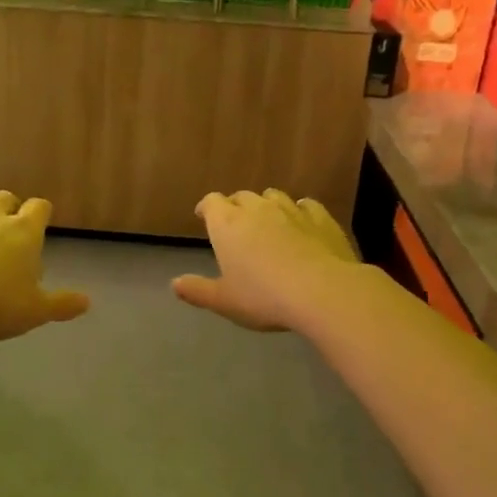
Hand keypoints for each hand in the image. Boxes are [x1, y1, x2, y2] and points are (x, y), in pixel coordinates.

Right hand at [173, 189, 360, 332]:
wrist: (321, 291)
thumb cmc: (263, 297)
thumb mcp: (224, 301)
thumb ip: (198, 290)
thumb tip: (174, 284)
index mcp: (227, 224)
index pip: (212, 203)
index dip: (207, 208)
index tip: (204, 216)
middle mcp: (257, 208)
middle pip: (241, 196)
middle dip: (235, 206)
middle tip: (235, 224)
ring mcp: (291, 209)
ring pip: (273, 196)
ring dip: (266, 205)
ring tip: (267, 221)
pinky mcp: (320, 217)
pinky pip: (305, 205)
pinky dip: (299, 211)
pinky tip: (301, 222)